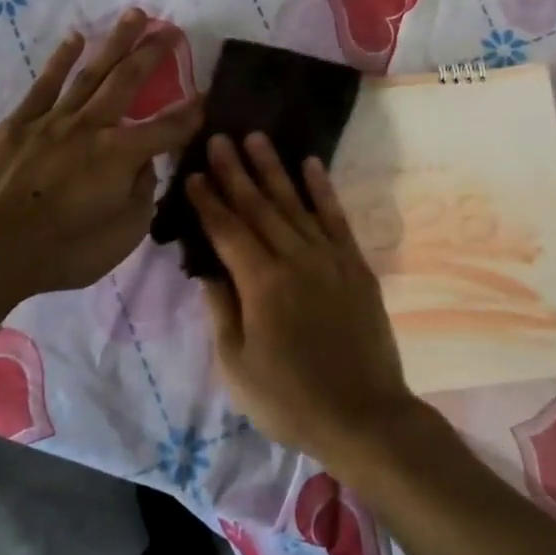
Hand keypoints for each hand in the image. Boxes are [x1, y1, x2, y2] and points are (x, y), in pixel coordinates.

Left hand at [0, 10, 201, 300]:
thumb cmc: (65, 250)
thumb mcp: (123, 234)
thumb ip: (142, 194)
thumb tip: (145, 164)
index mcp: (121, 154)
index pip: (168, 129)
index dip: (192, 113)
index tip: (209, 96)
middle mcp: (92, 126)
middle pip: (128, 81)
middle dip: (153, 54)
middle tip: (169, 30)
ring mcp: (54, 120)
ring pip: (91, 72)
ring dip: (115, 43)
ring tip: (133, 16)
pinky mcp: (20, 123)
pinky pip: (45, 83)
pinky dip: (62, 59)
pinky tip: (75, 39)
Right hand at [185, 132, 417, 460]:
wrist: (363, 415)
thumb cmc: (289, 399)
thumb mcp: (237, 366)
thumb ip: (221, 311)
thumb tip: (209, 270)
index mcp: (261, 283)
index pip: (227, 230)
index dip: (207, 201)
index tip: (192, 173)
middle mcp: (295, 259)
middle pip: (259, 207)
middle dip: (235, 172)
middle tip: (219, 139)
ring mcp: (330, 259)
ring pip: (295, 203)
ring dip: (274, 169)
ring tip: (256, 139)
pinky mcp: (356, 266)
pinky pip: (336, 218)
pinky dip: (323, 190)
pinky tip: (311, 165)